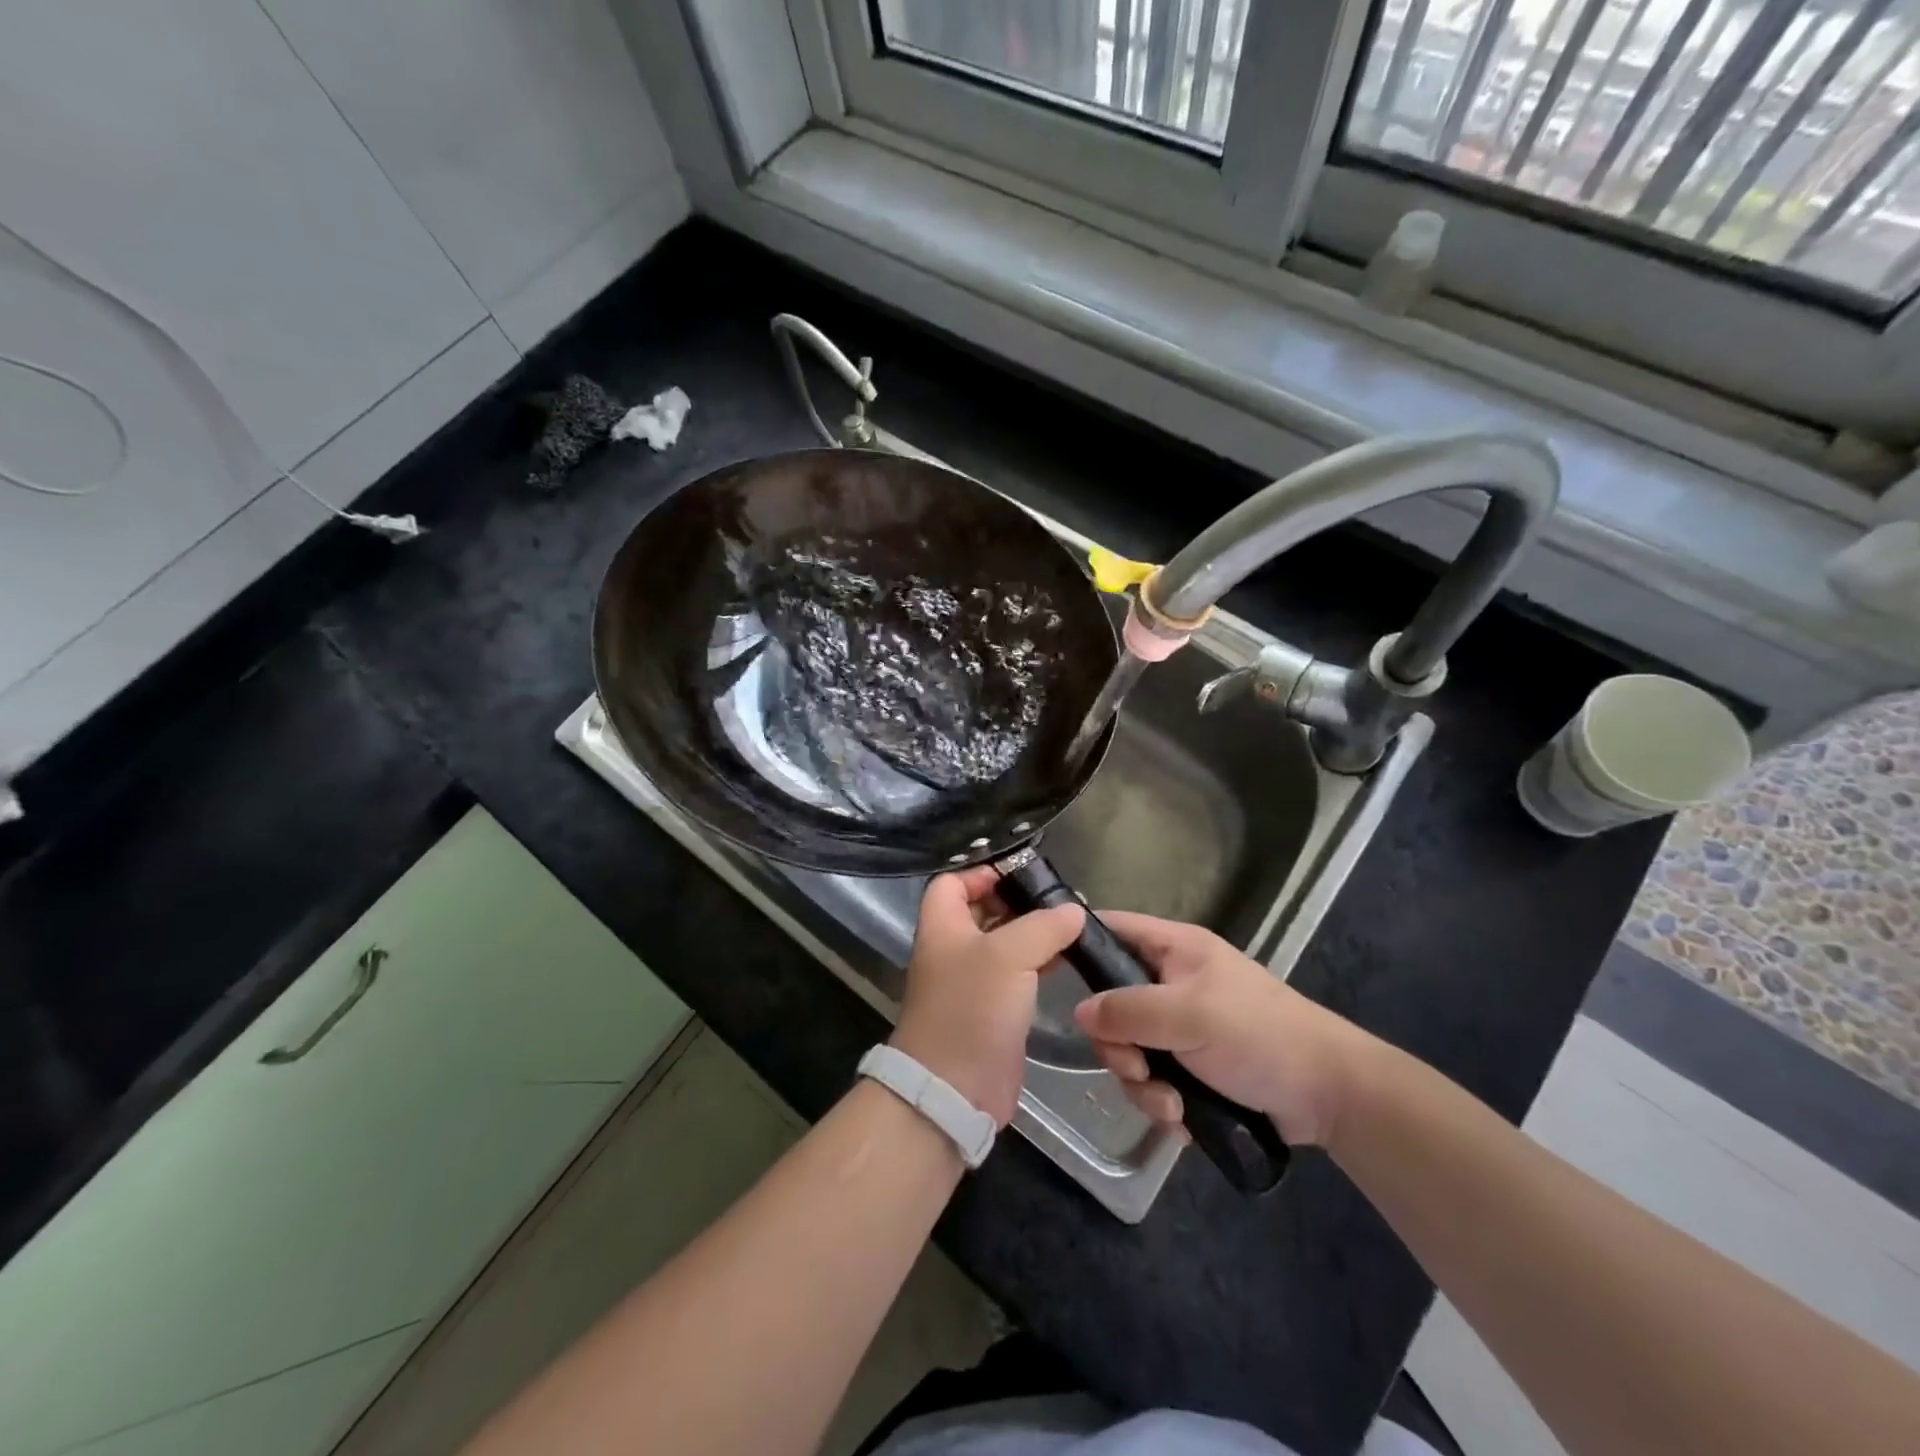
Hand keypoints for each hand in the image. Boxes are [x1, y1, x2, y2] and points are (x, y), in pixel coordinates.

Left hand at [892, 867, 1084, 1126]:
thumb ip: (1043, 926)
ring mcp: (973, 981)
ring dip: (1034, 932)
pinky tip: (1069, 958)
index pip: (953, 881)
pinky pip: (1017, 974)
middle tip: (1060, 896)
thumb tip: (1073, 910)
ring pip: (1004, 943)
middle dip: (1018, 901)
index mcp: (943, 925)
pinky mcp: (993, 1010)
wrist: (955, 1089)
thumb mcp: (1009, 955)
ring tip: (1074, 922)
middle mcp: (954, 948)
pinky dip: (1040, 962)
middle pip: (982, 910)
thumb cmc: (972, 1008)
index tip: (1023, 871)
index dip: (983, 871)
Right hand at [1071, 912, 1376, 1146]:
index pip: (1112, 928)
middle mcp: (1171, 984)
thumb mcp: (1189, 1015)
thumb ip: (1128, 1010)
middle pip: (1111, 1004)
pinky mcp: (1191, 1069)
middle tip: (1136, 1067)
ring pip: (1129, 1050)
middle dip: (1117, 1045)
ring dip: (1141, 1083)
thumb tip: (1079, 1012)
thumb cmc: (1258, 1034)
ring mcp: (1181, 1028)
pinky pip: (1152, 1081)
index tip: (1051, 974)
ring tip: (1171, 1104)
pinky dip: (1162, 1102)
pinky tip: (1183, 1119)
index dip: (1080, 942)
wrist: (1328, 1094)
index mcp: (1173, 950)